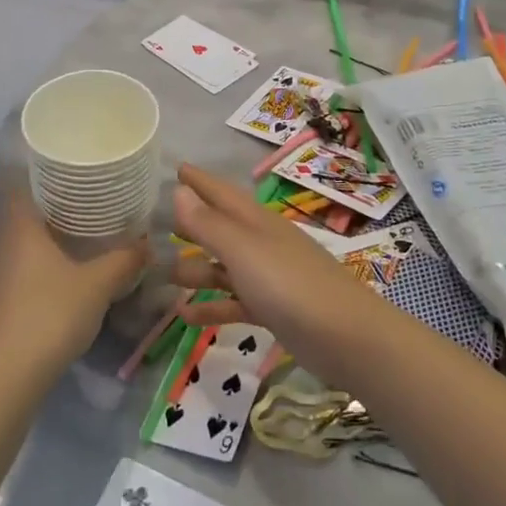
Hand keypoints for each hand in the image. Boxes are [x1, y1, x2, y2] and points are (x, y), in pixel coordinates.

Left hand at [0, 194, 148, 378]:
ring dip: (50, 239)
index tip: (76, 175)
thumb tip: (147, 243)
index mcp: (22, 227)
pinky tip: (69, 274)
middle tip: (91, 204)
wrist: (10, 373)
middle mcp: (4, 244)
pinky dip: (44, 265)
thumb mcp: (98, 284)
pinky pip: (24, 270)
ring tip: (86, 236)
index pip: (25, 186)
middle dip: (56, 208)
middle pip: (27, 214)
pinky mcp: (0, 301)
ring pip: (25, 244)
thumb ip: (124, 260)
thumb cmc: (52, 312)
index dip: (47, 176)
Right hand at [170, 163, 392, 378]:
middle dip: (192, 224)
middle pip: (221, 228)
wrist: (348, 338)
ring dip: (196, 270)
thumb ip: (209, 223)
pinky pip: (234, 302)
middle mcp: (262, 243)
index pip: (221, 192)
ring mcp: (269, 278)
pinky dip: (211, 306)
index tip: (175, 167)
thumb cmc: (290, 285)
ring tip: (164, 275)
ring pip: (224, 267)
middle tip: (157, 223)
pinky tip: (184, 315)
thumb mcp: (243, 250)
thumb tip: (178, 190)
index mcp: (257, 221)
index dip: (199, 181)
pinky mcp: (273, 310)